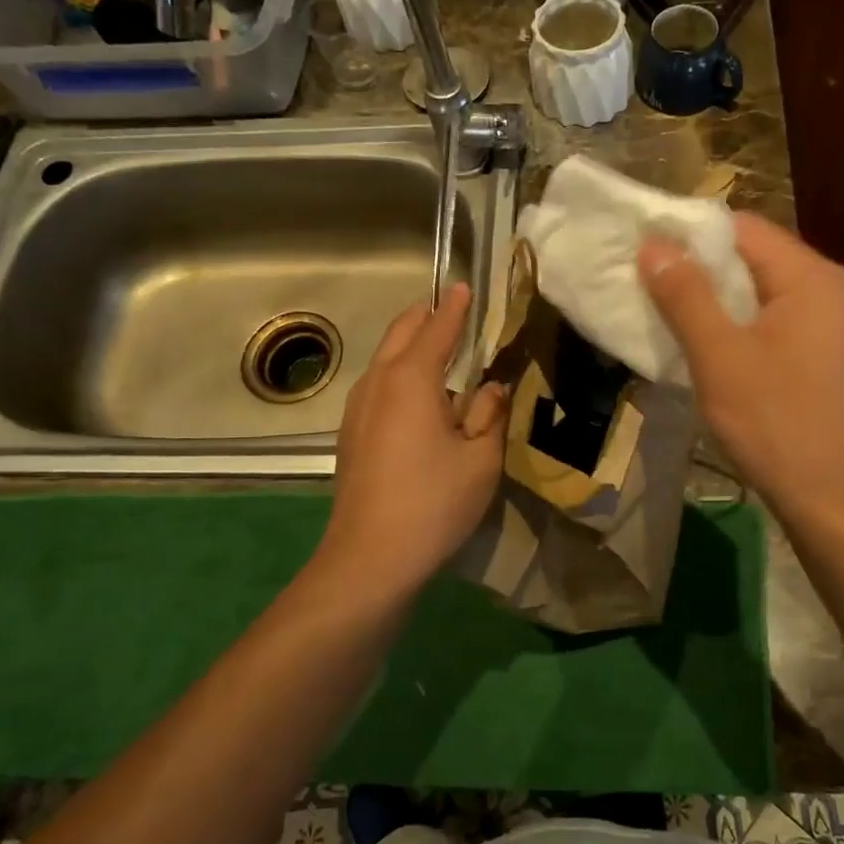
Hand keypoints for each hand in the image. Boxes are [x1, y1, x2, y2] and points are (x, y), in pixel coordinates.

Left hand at [319, 283, 508, 594]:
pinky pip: (378, 387)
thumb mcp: (480, 458)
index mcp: (411, 379)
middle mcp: (377, 383)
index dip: (454, 307)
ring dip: (410, 347)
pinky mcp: (352, 435)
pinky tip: (420, 400)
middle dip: (426, 318)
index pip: (436, 328)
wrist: (371, 557)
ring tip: (441, 353)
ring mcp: (357, 410)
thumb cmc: (434, 502)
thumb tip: (491, 388)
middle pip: (400, 334)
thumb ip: (490, 414)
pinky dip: (400, 376)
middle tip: (452, 312)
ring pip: (385, 361)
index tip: (465, 286)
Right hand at [639, 214, 843, 514]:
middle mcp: (834, 290)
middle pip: (756, 259)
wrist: (834, 499)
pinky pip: (779, 324)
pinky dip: (743, 328)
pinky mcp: (831, 358)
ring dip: (720, 303)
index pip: (744, 229)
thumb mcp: (719, 356)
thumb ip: (686, 295)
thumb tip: (653, 244)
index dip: (690, 235)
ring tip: (671, 317)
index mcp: (813, 277)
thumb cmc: (775, 422)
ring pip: (765, 295)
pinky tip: (712, 351)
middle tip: (649, 286)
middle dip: (702, 271)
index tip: (645, 252)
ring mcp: (838, 326)